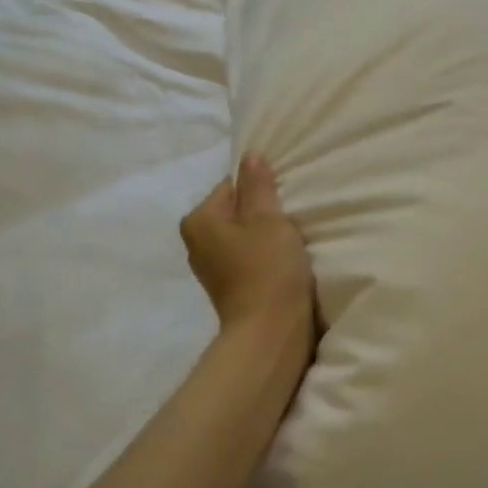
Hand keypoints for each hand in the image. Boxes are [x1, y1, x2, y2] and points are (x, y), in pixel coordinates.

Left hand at [181, 154, 316, 367]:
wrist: (271, 332)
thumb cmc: (268, 268)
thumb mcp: (268, 218)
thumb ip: (258, 185)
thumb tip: (250, 156)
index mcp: (199, 220)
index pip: (232, 186)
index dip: (261, 190)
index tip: (284, 203)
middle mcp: (196, 243)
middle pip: (236, 212)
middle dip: (262, 214)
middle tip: (291, 222)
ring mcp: (211, 269)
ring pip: (243, 237)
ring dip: (265, 237)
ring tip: (290, 245)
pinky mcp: (228, 289)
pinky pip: (247, 259)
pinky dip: (264, 259)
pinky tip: (284, 265)